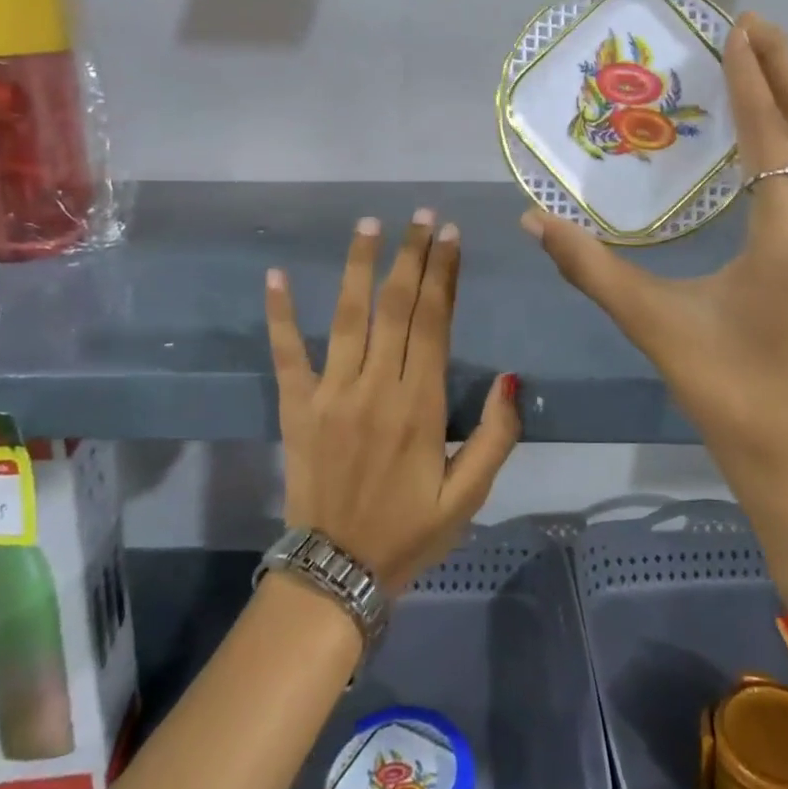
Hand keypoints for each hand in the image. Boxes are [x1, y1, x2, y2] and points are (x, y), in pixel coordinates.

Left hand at [265, 211, 522, 593]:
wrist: (336, 573)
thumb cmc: (410, 533)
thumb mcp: (469, 497)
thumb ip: (496, 437)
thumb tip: (511, 378)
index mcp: (420, 405)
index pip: (435, 322)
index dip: (444, 274)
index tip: (451, 235)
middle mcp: (376, 387)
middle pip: (397, 307)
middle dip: (412, 256)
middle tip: (421, 215)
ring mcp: (331, 393)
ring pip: (348, 315)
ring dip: (359, 266)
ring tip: (369, 224)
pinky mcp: (297, 406)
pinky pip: (287, 352)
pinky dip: (280, 314)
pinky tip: (276, 275)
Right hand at [523, 14, 787, 608]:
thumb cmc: (723, 386)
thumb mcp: (650, 321)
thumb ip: (589, 267)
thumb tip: (531, 220)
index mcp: (787, 239)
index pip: (772, 138)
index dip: (752, 81)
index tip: (736, 30)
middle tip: (755, 25)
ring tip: (766, 61)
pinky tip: (782, 130)